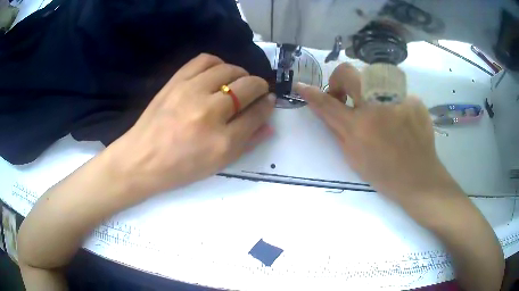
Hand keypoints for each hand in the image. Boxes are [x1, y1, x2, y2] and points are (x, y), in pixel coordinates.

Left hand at [108, 54, 274, 197]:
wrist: (142, 159)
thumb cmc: (180, 168)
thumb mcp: (218, 164)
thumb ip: (247, 142)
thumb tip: (269, 124)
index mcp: (222, 141)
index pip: (257, 113)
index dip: (267, 105)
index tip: (268, 101)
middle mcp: (210, 112)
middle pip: (248, 87)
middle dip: (259, 86)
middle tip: (256, 91)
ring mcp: (191, 92)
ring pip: (229, 70)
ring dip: (240, 74)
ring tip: (237, 82)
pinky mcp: (176, 82)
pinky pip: (205, 60)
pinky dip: (218, 63)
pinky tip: (217, 73)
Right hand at [294, 63, 460, 205]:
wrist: (419, 178)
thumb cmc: (384, 174)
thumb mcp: (354, 157)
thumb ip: (337, 129)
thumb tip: (325, 109)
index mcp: (360, 126)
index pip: (327, 103)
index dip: (312, 93)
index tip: (301, 86)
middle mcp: (378, 106)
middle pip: (349, 72)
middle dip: (340, 79)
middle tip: (346, 96)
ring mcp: (399, 99)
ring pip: (374, 78)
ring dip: (369, 91)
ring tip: (379, 111)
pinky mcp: (415, 100)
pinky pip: (396, 92)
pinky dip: (392, 103)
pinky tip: (400, 120)